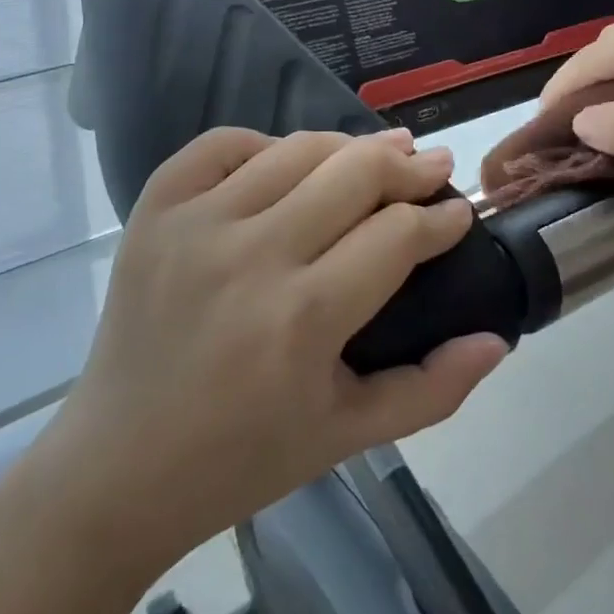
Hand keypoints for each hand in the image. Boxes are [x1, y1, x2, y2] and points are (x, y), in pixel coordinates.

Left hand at [45, 128, 506, 565]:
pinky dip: (266, 143)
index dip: (440, 218)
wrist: (115, 469)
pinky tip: (289, 163)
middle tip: (433, 165)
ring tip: (379, 154)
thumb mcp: (348, 436)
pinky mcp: (155, 211)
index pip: (396, 234)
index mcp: (303, 319)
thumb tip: (498, 340)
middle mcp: (251, 256)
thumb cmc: (241, 459)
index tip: (458, 213)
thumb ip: (432, 389)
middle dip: (408, 165)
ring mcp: (196, 225)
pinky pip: (223, 144)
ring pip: (298, 148)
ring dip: (349, 146)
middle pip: (355, 173)